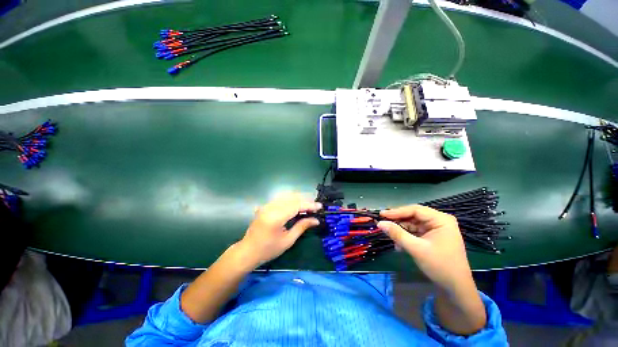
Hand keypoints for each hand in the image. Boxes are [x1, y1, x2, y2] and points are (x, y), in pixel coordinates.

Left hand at [238, 192, 320, 268]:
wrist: (248, 251)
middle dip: (305, 200)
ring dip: (299, 198)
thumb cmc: (268, 250)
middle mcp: (271, 207)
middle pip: (292, 197)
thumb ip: (302, 227)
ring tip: (308, 204)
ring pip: (287, 195)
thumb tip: (316, 220)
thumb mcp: (288, 241)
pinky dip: (291, 199)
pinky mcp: (266, 205)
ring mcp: (267, 205)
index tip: (320, 206)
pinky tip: (297, 204)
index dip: (309, 205)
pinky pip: (281, 198)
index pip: (296, 205)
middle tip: (315, 206)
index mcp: (276, 217)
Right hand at [377, 205, 472, 292]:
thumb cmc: (440, 266)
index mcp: (441, 220)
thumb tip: (380, 223)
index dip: (397, 211)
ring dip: (401, 231)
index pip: (415, 210)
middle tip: (383, 224)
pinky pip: (415, 232)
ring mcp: (436, 229)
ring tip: (391, 237)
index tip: (381, 214)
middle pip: (413, 216)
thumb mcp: (416, 249)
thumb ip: (397, 234)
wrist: (456, 288)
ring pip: (412, 224)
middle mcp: (439, 221)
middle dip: (398, 222)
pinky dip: (406, 237)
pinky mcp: (432, 237)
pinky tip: (399, 245)